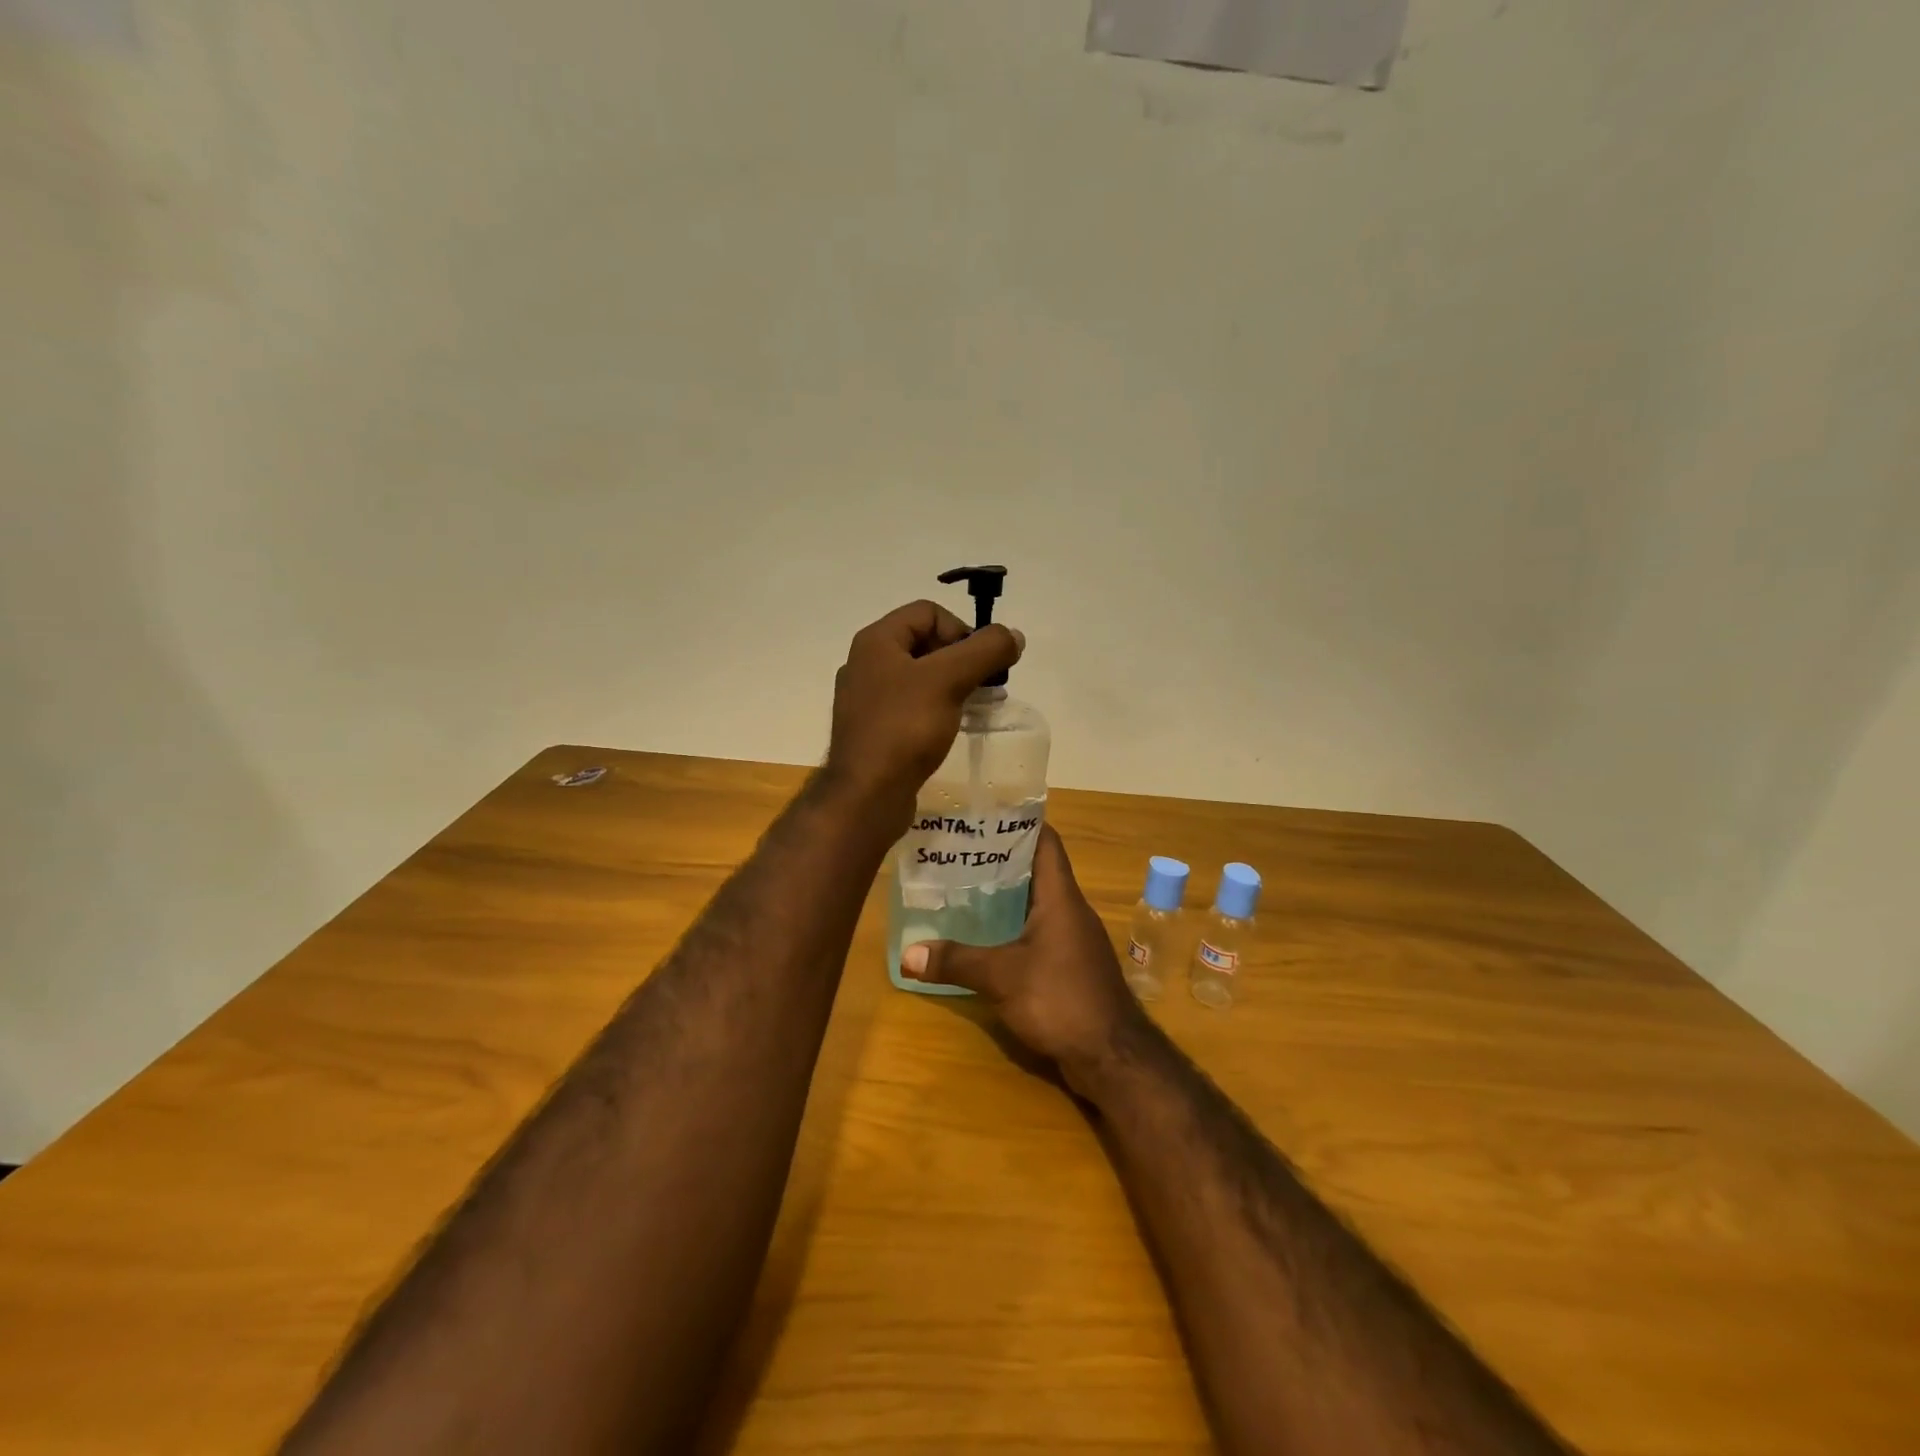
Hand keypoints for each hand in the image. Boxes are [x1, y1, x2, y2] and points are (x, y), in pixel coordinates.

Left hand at [824, 599, 1023, 813]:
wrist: (867, 795)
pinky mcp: (874, 730)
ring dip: (953, 685)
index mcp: (876, 642)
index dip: (961, 630)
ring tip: (976, 707)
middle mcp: (867, 664)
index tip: (981, 664)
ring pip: (920, 677)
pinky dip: (936, 709)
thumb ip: (985, 651)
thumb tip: (1014, 635)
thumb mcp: (949, 680)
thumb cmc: (904, 728)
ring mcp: (867, 700)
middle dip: (962, 659)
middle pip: (925, 643)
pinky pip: (911, 707)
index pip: (928, 612)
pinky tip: (951, 729)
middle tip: (985, 686)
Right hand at [899, 826, 1145, 1088]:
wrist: (1113, 1057)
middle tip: (957, 852)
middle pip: (1036, 871)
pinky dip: (1012, 928)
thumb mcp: (1002, 977)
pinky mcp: (1071, 966)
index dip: (1019, 822)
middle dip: (999, 860)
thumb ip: (956, 962)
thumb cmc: (1061, 999)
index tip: (984, 814)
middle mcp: (1070, 910)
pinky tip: (984, 938)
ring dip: (1005, 897)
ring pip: (1036, 904)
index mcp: (1060, 897)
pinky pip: (1038, 933)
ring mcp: (1074, 939)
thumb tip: (907, 955)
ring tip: (962, 889)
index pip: (1045, 841)